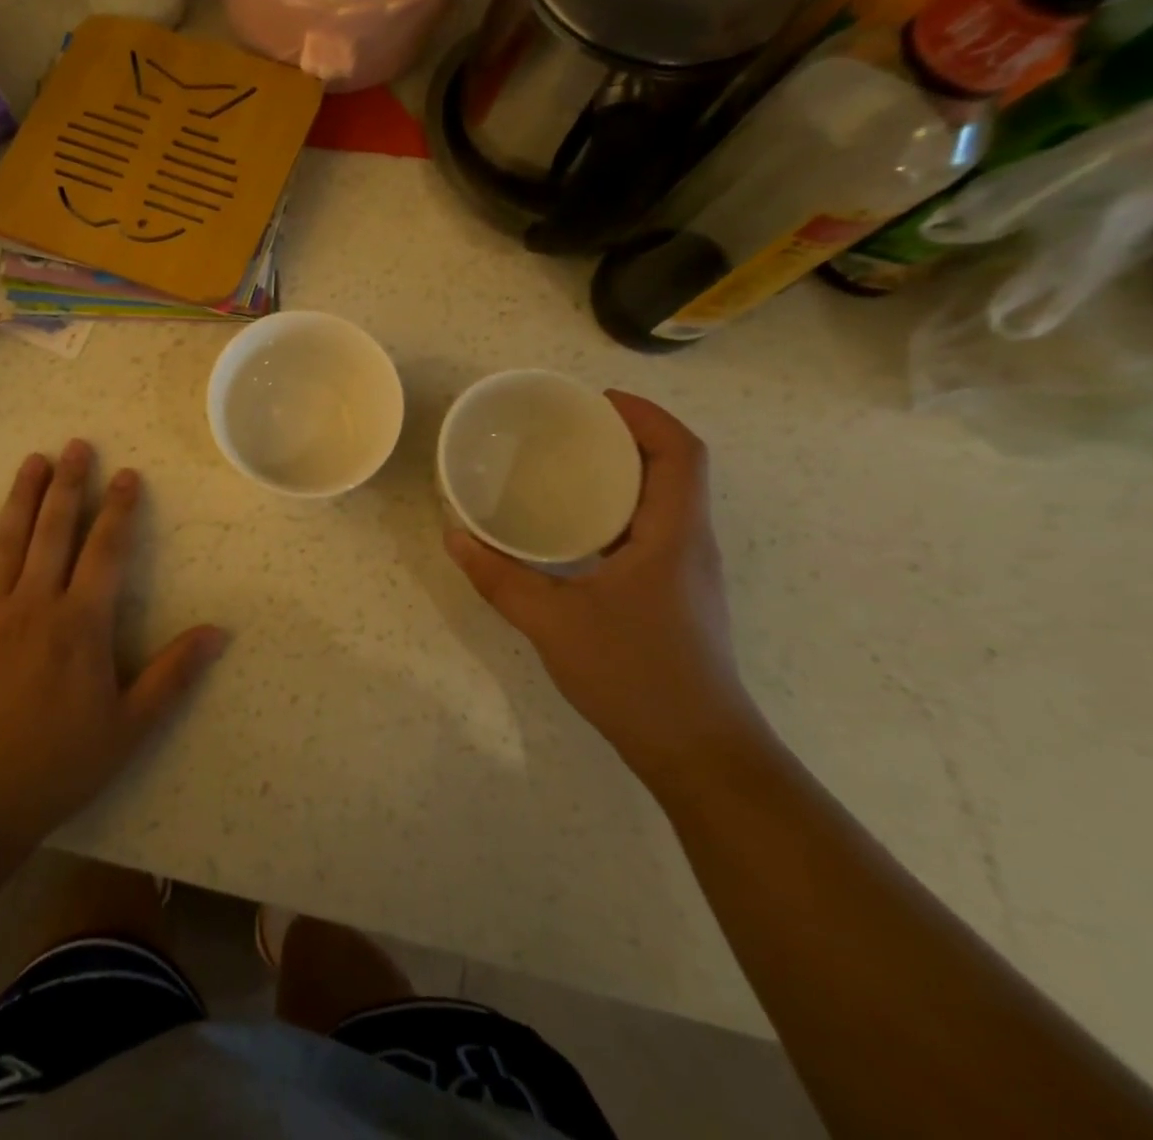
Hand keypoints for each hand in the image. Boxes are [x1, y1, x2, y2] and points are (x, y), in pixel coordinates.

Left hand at [0, 440, 224, 851]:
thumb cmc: (61, 762)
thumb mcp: (131, 725)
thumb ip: (173, 673)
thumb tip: (218, 631)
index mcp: (81, 624)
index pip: (106, 551)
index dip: (119, 509)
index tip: (127, 475)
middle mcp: (35, 604)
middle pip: (54, 531)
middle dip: (69, 485)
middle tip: (78, 446)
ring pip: (8, 541)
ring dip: (22, 497)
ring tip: (35, 460)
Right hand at [445, 392, 766, 788]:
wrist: (698, 752)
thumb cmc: (634, 676)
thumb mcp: (552, 622)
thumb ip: (499, 577)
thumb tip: (454, 536)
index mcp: (674, 535)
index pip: (680, 452)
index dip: (645, 415)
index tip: (595, 401)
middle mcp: (689, 543)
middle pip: (673, 468)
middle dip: (626, 437)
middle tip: (566, 429)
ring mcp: (686, 571)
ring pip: (663, 500)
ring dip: (622, 474)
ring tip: (563, 467)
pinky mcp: (675, 594)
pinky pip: (650, 530)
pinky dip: (616, 510)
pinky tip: (572, 529)